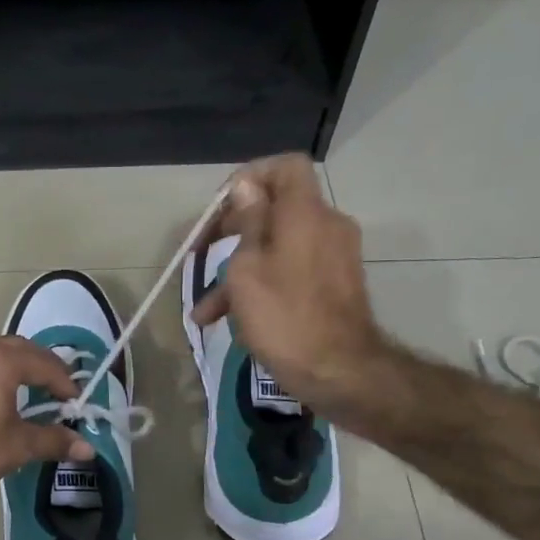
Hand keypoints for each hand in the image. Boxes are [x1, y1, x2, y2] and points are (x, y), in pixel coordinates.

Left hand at [0, 337, 95, 518]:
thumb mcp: (14, 448)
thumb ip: (52, 441)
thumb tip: (87, 447)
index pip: (44, 363)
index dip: (65, 383)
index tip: (75, 404)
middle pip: (15, 350)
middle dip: (39, 369)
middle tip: (54, 393)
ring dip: (7, 371)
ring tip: (19, 397)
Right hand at [191, 155, 393, 415]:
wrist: (338, 371)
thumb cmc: (283, 316)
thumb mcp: (248, 268)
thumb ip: (248, 222)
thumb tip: (247, 187)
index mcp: (305, 213)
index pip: (285, 167)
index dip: (250, 177)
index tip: (221, 206)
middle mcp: (326, 226)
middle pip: (276, 208)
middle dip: (233, 228)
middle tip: (200, 251)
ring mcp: (333, 257)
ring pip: (277, 248)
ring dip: (238, 270)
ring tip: (205, 307)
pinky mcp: (334, 285)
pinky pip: (290, 271)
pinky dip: (261, 286)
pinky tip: (227, 320)